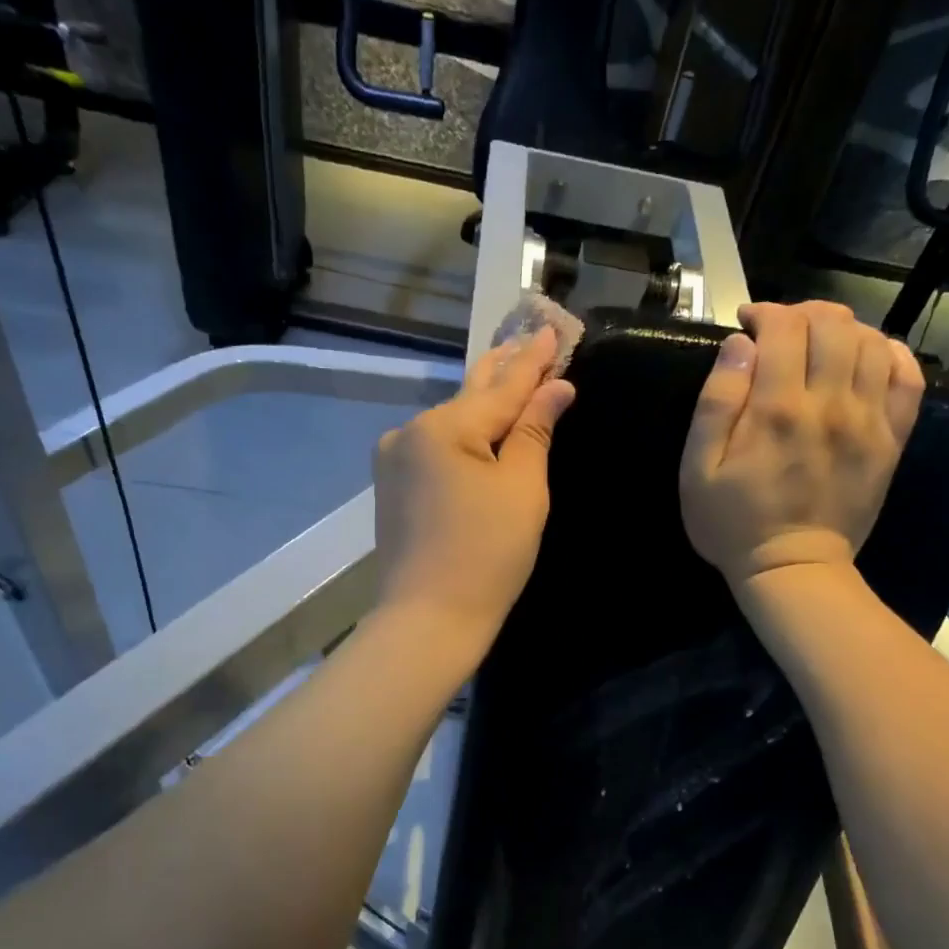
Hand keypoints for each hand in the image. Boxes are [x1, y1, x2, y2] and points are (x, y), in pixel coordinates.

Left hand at [373, 328, 575, 649]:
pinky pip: (436, 448)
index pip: (502, 385)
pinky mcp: (393, 486)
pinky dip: (463, 436)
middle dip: (504, 370)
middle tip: (530, 339)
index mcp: (444, 427)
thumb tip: (555, 388)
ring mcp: (395, 460)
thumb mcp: (522, 489)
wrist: (428, 619)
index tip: (552, 329)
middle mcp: (410, 432)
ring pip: (451, 422)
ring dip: (482, 404)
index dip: (533, 359)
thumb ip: (534, 430)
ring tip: (509, 374)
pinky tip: (478, 425)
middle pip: (470, 395)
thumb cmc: (487, 555)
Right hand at [680, 301, 922, 587]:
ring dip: (844, 328)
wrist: (793, 568)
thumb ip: (716, 403)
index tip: (748, 325)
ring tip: (821, 343)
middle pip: (832, 323)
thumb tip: (740, 345)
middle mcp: (830, 403)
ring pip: (871, 341)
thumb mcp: (697, 471)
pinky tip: (867, 358)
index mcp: (777, 408)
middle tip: (783, 330)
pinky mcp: (891, 439)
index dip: (765, 313)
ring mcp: (868, 420)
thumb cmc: (734, 523)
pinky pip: (907, 378)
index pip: (784, 326)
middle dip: (804, 312)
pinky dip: (890, 354)